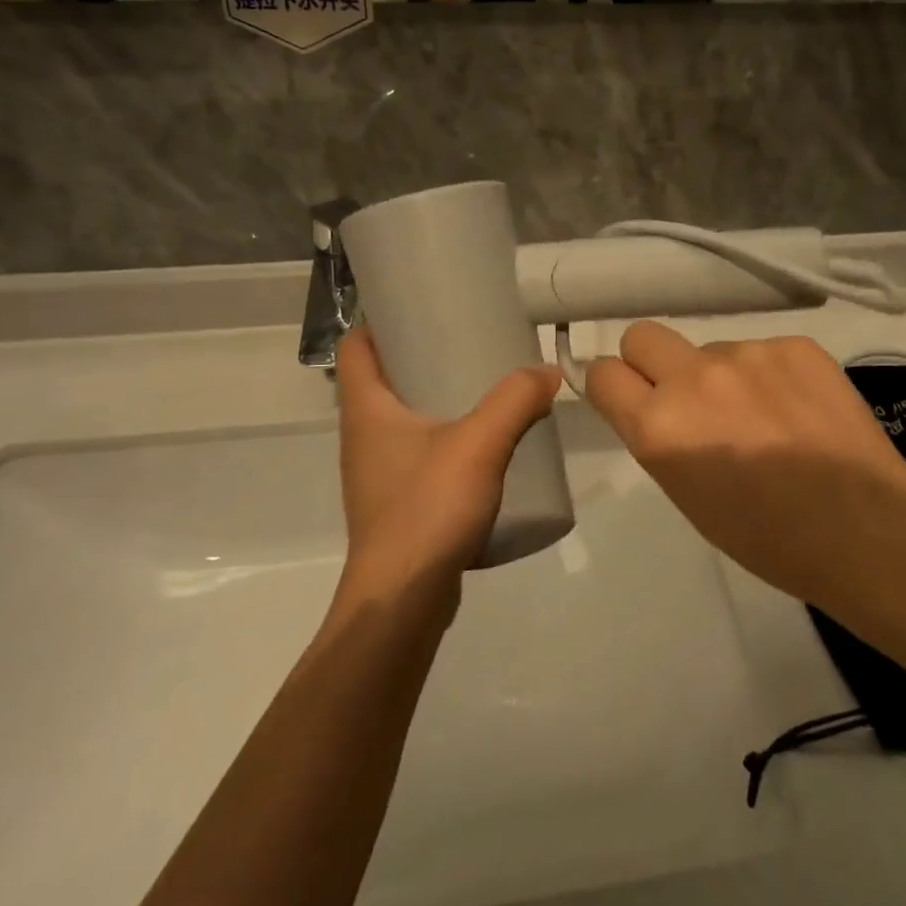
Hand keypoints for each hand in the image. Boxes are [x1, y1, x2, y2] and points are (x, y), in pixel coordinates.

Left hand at [334, 328, 561, 609]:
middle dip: (419, 353)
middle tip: (466, 336)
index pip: (356, 346)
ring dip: (434, 397)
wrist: (403, 603)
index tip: (418, 303)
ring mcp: (379, 473)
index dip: (379, 319)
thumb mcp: (479, 444)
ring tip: (481, 384)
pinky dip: (444, 436)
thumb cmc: (426, 509)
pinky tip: (483, 443)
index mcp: (367, 410)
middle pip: (382, 378)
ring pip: (402, 418)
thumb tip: (548, 371)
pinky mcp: (398, 503)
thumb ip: (516, 400)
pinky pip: (418, 452)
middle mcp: (364, 437)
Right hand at [584, 322, 905, 605]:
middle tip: (687, 397)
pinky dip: (770, 375)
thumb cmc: (767, 538)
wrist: (865, 531)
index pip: (602, 373)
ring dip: (722, 375)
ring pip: (710, 348)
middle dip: (651, 362)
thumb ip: (662, 439)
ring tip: (766, 418)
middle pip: (642, 335)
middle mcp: (694, 377)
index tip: (630, 399)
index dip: (612, 386)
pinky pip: (761, 350)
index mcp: (659, 426)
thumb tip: (657, 406)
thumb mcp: (688, 496)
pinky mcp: (794, 344)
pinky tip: (800, 411)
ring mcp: (748, 354)